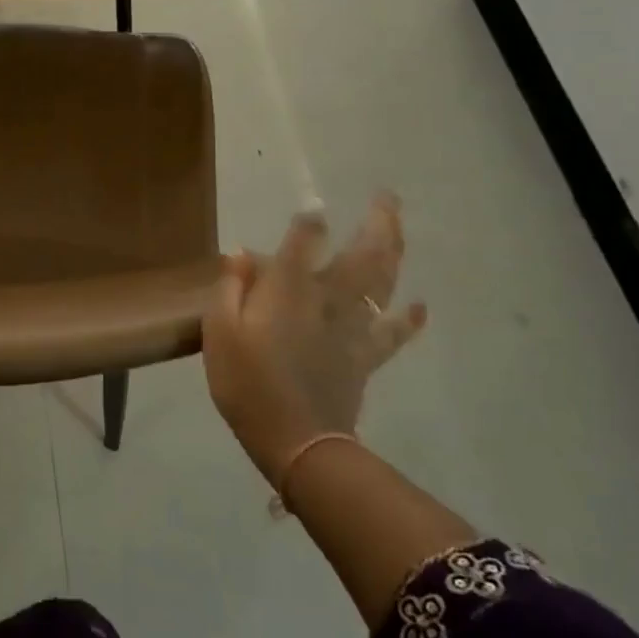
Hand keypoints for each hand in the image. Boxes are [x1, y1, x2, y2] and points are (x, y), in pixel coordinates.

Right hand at [203, 193, 426, 485]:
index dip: (307, 221)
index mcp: (289, 288)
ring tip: (399, 229)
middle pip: (362, 252)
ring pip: (383, 281)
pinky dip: (408, 318)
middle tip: (388, 197)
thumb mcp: (219, 332)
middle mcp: (328, 297)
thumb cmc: (247, 383)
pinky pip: (392, 332)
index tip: (311, 208)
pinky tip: (419, 305)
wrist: (294, 440)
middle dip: (377, 221)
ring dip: (395, 251)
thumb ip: (230, 288)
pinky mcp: (365, 355)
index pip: (304, 239)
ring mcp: (353, 325)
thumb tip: (241, 254)